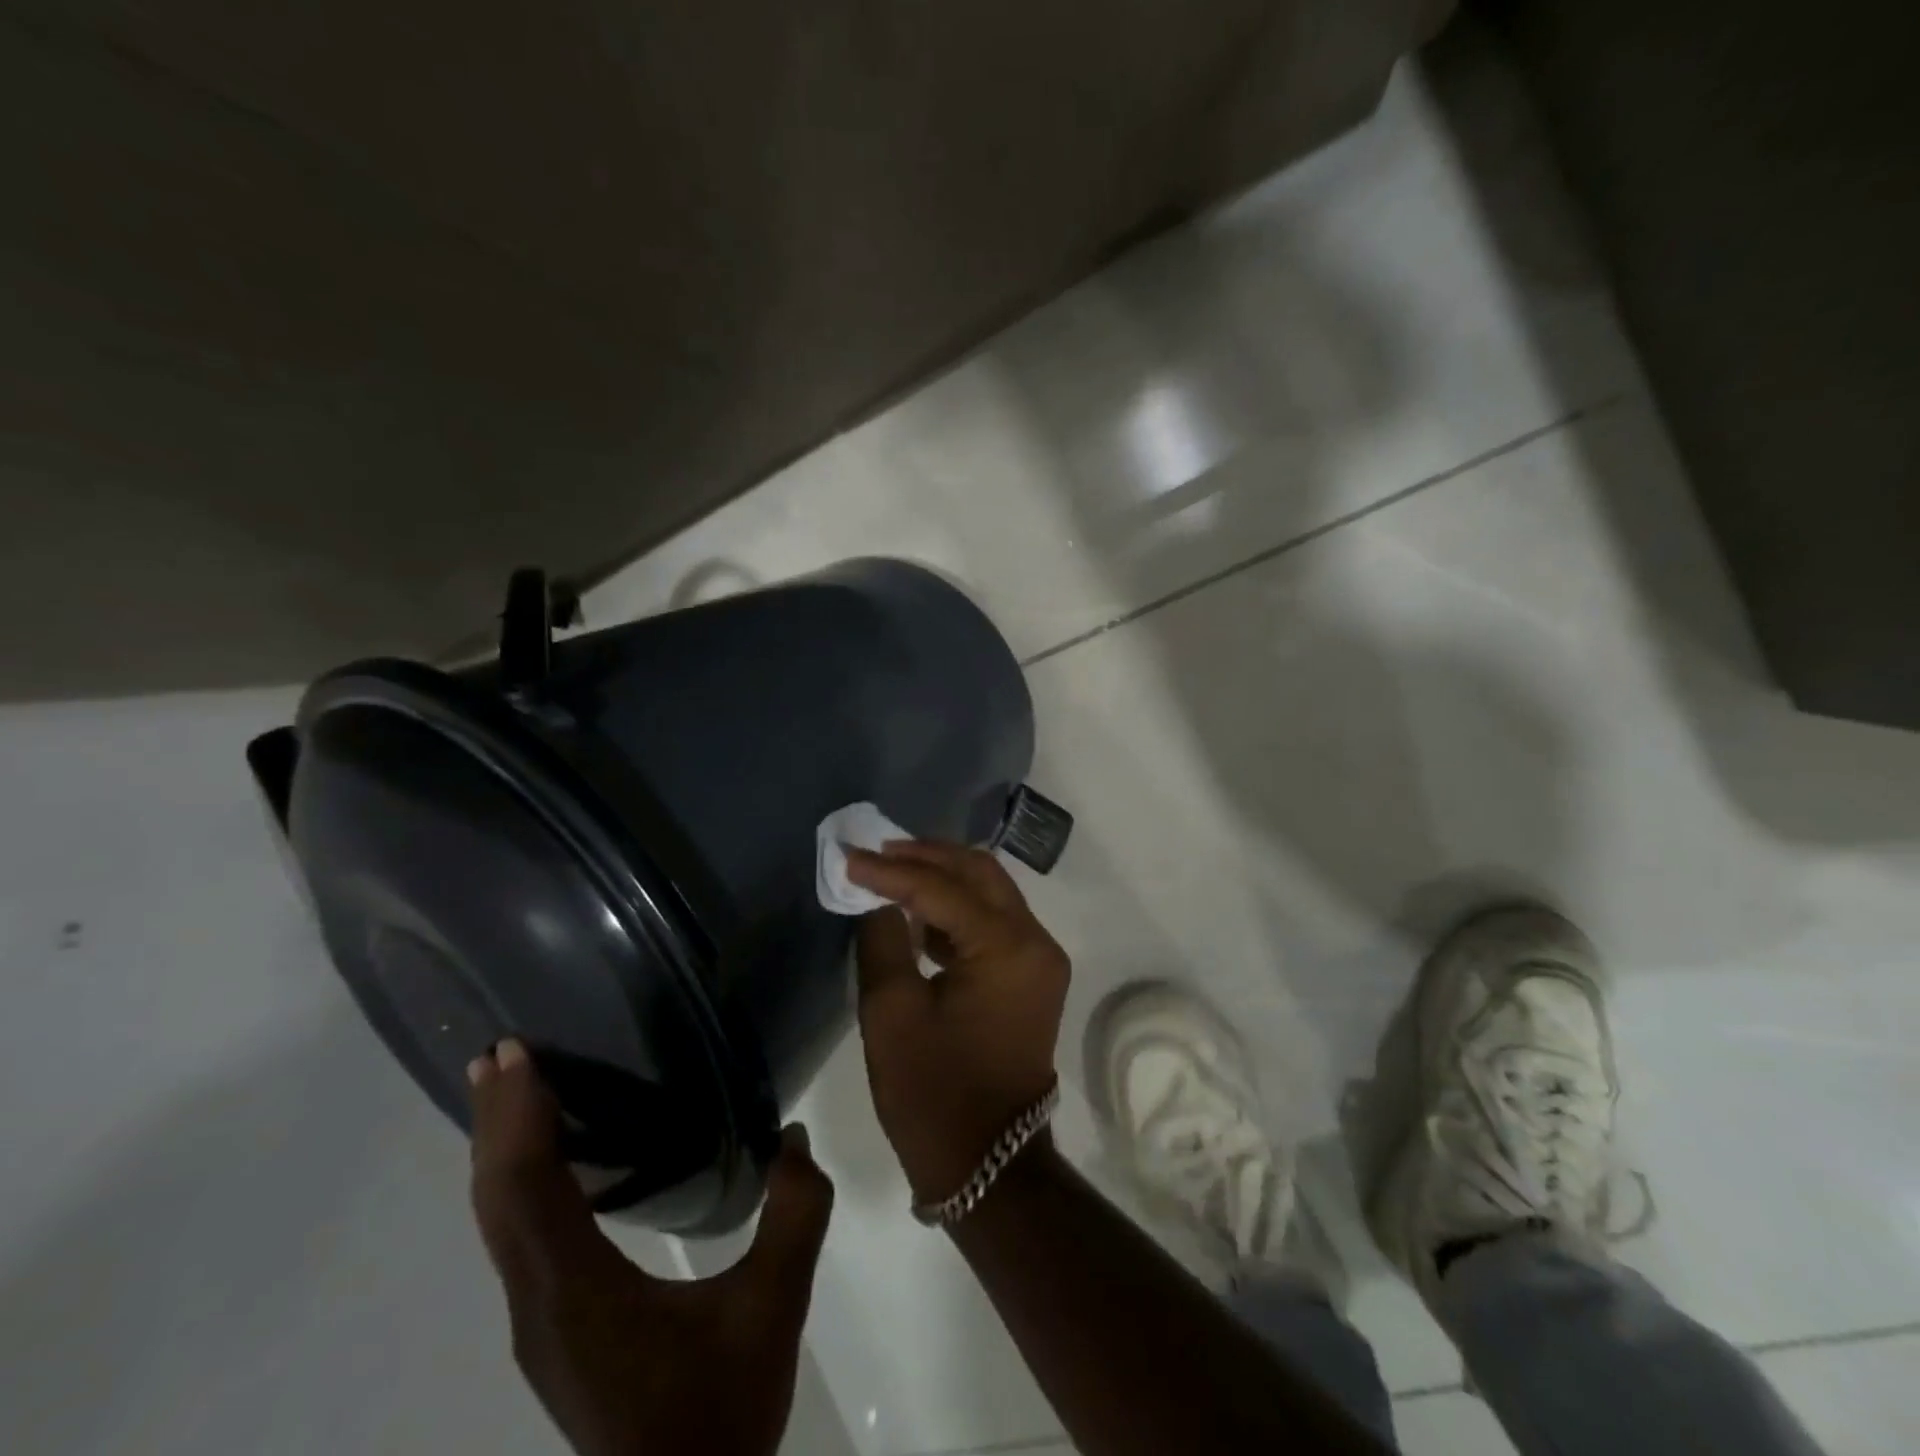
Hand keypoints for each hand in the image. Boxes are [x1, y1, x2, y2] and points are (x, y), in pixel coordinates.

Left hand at [467, 1040, 833, 1455]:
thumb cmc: (719, 1412)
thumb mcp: (773, 1307)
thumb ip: (794, 1215)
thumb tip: (793, 1138)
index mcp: (578, 1292)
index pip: (527, 1190)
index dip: (516, 1118)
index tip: (513, 1055)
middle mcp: (538, 1303)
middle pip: (497, 1200)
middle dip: (495, 1122)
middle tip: (499, 1054)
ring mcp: (539, 1320)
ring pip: (500, 1222)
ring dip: (501, 1151)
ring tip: (512, 1091)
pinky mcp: (553, 1327)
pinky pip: (519, 1237)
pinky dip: (519, 1183)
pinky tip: (550, 1161)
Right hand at [846, 841, 1069, 1204]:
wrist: (989, 1165)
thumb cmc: (934, 1094)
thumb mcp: (892, 1013)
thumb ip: (883, 940)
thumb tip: (877, 899)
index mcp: (1007, 947)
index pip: (943, 889)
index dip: (891, 870)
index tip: (848, 856)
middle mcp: (1035, 941)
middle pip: (980, 874)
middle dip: (927, 856)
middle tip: (877, 850)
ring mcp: (1039, 959)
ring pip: (990, 893)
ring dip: (942, 877)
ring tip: (891, 870)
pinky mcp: (1031, 976)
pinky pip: (994, 922)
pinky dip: (957, 909)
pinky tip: (917, 913)